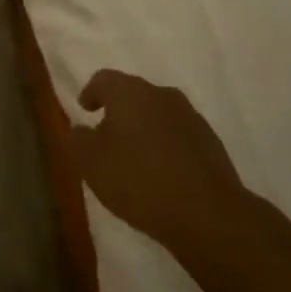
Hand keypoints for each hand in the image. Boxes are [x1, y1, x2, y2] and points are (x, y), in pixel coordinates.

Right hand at [71, 70, 244, 256]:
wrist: (206, 212)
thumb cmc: (139, 180)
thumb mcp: (92, 163)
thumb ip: (79, 140)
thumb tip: (81, 128)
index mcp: (130, 92)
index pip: (104, 79)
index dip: (91, 93)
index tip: (85, 110)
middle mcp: (162, 94)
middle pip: (133, 94)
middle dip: (118, 112)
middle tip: (107, 138)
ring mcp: (191, 116)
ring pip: (158, 114)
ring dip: (144, 129)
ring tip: (134, 158)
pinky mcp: (210, 141)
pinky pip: (178, 134)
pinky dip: (165, 145)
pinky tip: (161, 172)